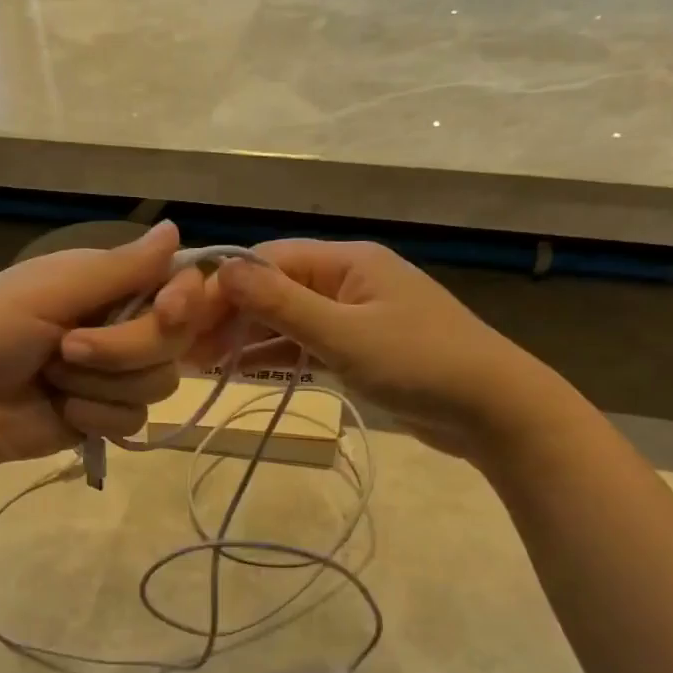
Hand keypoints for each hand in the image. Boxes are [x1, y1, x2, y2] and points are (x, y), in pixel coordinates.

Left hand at [0, 221, 203, 467]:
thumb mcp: (48, 291)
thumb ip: (118, 269)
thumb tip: (176, 228)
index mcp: (109, 284)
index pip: (180, 285)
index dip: (185, 301)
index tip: (166, 313)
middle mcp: (122, 325)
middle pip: (174, 340)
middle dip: (122, 350)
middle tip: (67, 349)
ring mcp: (118, 374)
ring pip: (159, 383)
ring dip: (101, 384)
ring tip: (52, 379)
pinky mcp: (109, 415)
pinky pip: (136, 419)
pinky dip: (96, 416)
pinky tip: (62, 409)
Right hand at [191, 240, 568, 459]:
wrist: (493, 411)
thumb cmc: (420, 363)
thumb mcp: (345, 334)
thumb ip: (283, 304)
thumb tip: (223, 268)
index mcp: (347, 261)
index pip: (268, 261)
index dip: (221, 286)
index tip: (179, 314)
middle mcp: (347, 280)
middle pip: (274, 289)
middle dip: (229, 314)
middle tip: (182, 346)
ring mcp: (354, 316)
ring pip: (287, 320)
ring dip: (247, 338)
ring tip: (198, 362)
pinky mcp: (359, 349)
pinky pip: (306, 345)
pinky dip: (275, 356)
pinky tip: (240, 370)